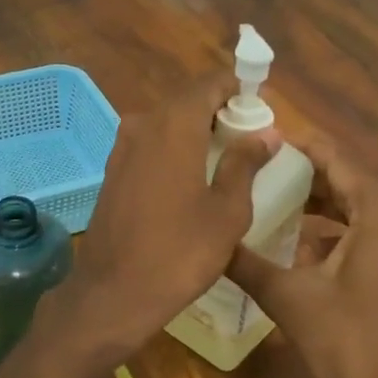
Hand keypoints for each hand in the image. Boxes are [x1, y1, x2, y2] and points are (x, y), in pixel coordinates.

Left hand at [47, 78, 275, 359]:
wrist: (112, 292)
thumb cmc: (179, 252)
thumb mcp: (226, 211)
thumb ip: (245, 163)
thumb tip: (265, 133)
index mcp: (173, 125)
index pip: (210, 84)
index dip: (238, 91)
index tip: (261, 112)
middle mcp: (142, 124)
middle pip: (187, 102)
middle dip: (219, 113)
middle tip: (250, 141)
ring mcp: (121, 147)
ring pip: (166, 124)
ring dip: (196, 133)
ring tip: (225, 162)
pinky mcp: (111, 171)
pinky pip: (150, 145)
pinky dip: (174, 150)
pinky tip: (191, 180)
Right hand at [226, 139, 377, 377]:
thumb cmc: (350, 339)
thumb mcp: (288, 296)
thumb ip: (246, 262)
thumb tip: (207, 238)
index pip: (332, 157)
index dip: (293, 147)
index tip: (254, 141)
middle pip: (344, 178)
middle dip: (300, 174)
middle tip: (252, 170)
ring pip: (355, 205)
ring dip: (316, 202)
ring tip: (267, 199)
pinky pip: (365, 229)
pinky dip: (333, 228)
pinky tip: (296, 244)